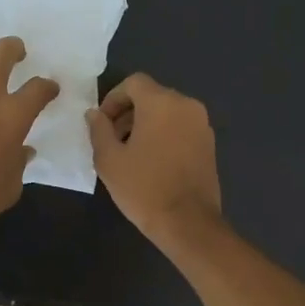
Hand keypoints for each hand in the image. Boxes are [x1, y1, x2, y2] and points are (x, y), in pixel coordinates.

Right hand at [86, 74, 223, 248]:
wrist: (188, 223)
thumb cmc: (144, 188)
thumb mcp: (109, 159)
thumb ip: (99, 129)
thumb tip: (95, 114)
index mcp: (162, 103)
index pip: (134, 82)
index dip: (113, 98)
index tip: (102, 123)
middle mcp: (186, 105)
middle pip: (152, 95)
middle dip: (128, 112)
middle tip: (112, 139)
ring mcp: (202, 124)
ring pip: (167, 111)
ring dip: (146, 123)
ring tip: (130, 152)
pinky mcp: (209, 143)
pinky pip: (181, 127)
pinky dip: (164, 134)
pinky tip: (152, 161)